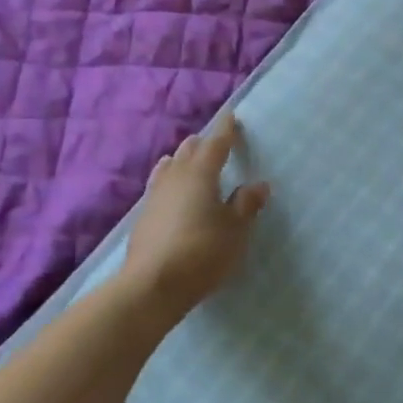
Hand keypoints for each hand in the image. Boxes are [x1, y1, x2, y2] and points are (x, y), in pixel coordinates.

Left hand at [122, 111, 269, 311]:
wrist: (151, 287)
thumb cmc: (202, 252)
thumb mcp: (235, 230)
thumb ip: (246, 205)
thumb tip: (258, 184)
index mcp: (200, 174)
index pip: (216, 144)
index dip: (226, 130)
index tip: (232, 115)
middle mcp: (175, 178)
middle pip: (189, 151)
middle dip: (203, 144)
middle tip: (217, 143)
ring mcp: (155, 197)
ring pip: (170, 167)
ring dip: (183, 161)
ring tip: (191, 161)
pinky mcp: (144, 218)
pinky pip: (160, 186)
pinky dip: (171, 181)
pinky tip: (173, 192)